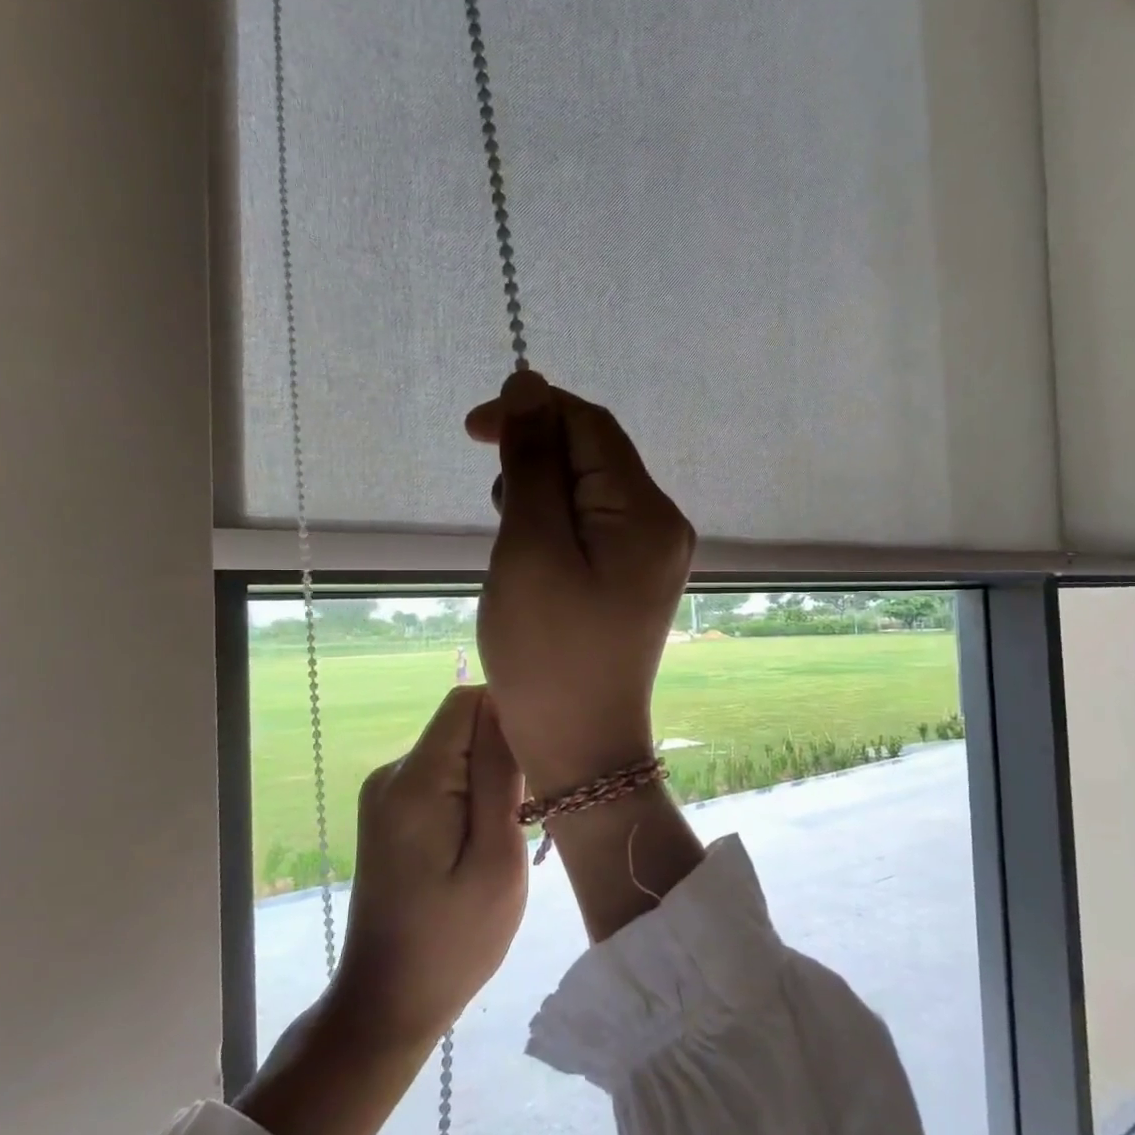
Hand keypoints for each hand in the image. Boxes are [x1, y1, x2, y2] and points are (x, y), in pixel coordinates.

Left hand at [329, 685, 527, 1049]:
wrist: (387, 1002)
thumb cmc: (454, 941)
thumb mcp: (496, 859)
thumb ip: (498, 775)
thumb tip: (506, 705)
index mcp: (415, 781)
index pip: (467, 701)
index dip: (510, 712)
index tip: (541, 753)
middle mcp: (392, 773)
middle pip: (460, 723)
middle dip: (502, 747)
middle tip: (531, 801)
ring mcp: (386, 792)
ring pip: (454, 749)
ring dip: (488, 773)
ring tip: (511, 824)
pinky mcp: (390, 811)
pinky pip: (440, 775)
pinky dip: (469, 791)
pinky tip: (484, 834)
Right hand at [466, 370, 695, 797]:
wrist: (581, 747)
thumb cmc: (548, 653)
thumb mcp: (531, 549)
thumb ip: (533, 464)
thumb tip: (530, 386)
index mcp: (646, 512)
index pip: (591, 426)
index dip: (533, 410)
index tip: (473, 429)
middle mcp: (660, 524)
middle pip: (593, 455)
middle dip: (535, 461)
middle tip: (497, 513)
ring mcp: (650, 554)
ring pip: (587, 489)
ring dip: (539, 494)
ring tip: (511, 544)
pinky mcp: (631, 578)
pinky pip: (590, 526)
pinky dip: (552, 526)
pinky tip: (529, 559)